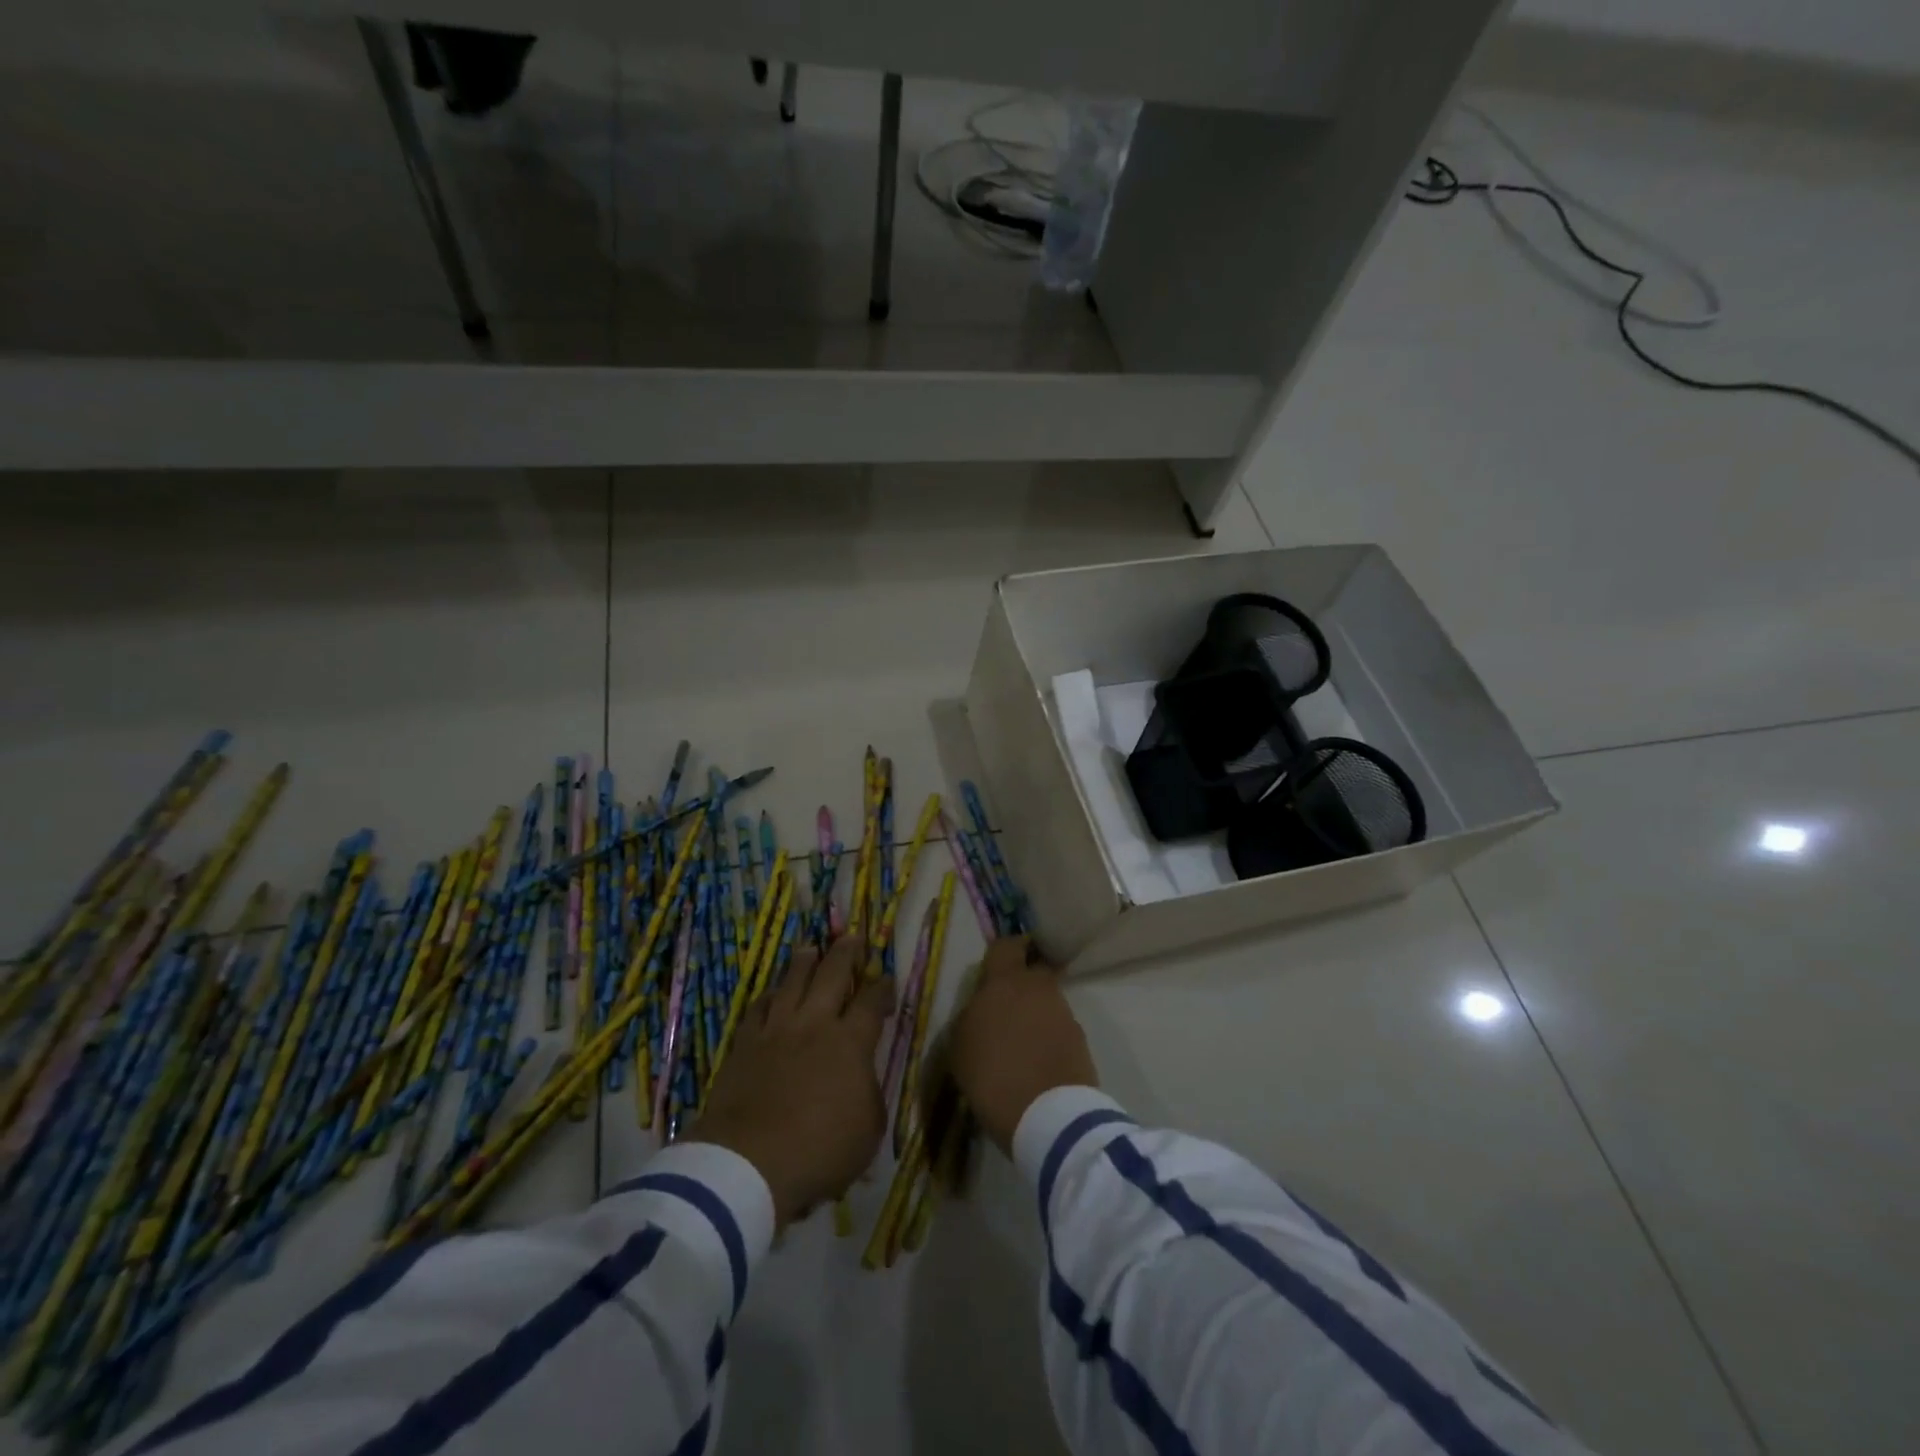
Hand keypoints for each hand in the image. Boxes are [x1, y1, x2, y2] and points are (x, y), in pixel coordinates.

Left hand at [686, 934, 892, 1228]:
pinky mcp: (745, 1044)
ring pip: (793, 981)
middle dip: (846, 952)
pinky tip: (772, 993)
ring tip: (811, 947)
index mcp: (851, 1042)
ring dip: (805, 961)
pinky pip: (759, 1007)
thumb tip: (863, 1077)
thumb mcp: (869, 1129)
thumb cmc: (820, 1151)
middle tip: (852, 937)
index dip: (883, 986)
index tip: (887, 978)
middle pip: (833, 974)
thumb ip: (870, 1093)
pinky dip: (769, 995)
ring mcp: (777, 1030)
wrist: (748, 1163)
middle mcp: (815, 1024)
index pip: (872, 1001)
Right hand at [946, 936, 1097, 1154]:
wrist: (1048, 1115)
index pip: (1006, 946)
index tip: (997, 965)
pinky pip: (1059, 1026)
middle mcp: (1037, 987)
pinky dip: (1049, 1036)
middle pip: (1032, 971)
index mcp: (1005, 981)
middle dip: (1022, 983)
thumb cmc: (991, 1075)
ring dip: (1035, 1012)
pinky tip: (1037, 1059)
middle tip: (1006, 1006)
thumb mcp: (960, 1046)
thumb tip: (981, 1009)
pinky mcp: (1080, 1038)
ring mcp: (1063, 1011)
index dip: (1003, 952)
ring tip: (1021, 1040)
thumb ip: (971, 1016)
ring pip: (1047, 1000)